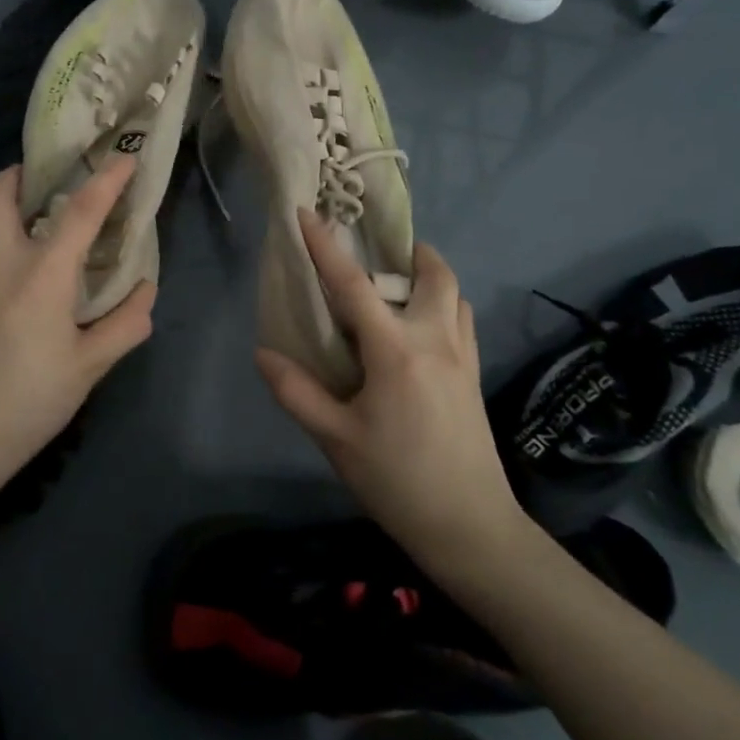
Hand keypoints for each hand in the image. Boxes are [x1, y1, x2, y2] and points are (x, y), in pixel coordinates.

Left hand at [0, 157, 154, 501]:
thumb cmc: (30, 401)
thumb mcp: (90, 368)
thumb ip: (125, 324)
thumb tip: (145, 289)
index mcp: (43, 276)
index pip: (81, 212)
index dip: (107, 179)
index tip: (124, 158)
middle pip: (0, 193)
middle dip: (21, 176)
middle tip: (40, 185)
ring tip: (9, 227)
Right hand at [256, 210, 524, 575]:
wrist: (470, 526)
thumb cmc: (397, 481)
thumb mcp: (336, 439)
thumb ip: (297, 392)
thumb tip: (265, 354)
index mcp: (395, 351)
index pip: (354, 285)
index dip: (326, 247)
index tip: (307, 213)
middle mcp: (434, 340)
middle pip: (433, 275)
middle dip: (410, 252)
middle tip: (380, 253)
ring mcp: (462, 356)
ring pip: (455, 294)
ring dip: (430, 277)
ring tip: (400, 286)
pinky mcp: (474, 375)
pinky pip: (464, 321)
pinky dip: (445, 305)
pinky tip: (423, 329)